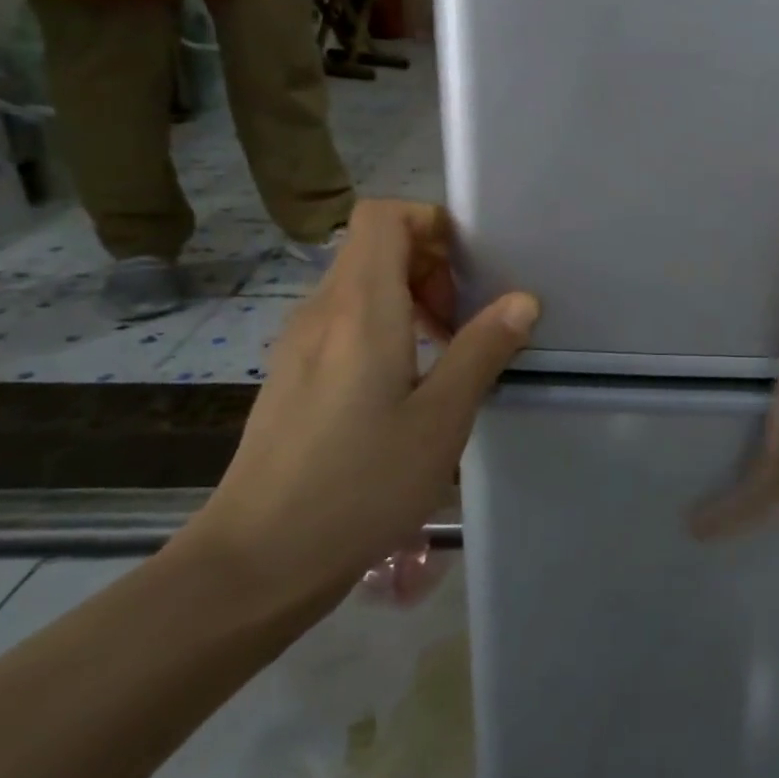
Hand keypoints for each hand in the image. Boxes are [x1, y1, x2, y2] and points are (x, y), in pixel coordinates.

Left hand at [181, 199, 538, 609]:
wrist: (256, 561)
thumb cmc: (358, 486)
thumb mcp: (440, 419)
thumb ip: (482, 350)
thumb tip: (522, 299)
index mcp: (359, 309)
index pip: (383, 216)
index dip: (431, 222)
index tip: (471, 267)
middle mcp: (322, 312)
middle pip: (375, 245)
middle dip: (431, 264)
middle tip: (466, 319)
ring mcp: (300, 344)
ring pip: (361, 285)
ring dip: (412, 298)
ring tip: (446, 353)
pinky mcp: (292, 375)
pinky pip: (345, 321)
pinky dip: (386, 326)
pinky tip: (408, 385)